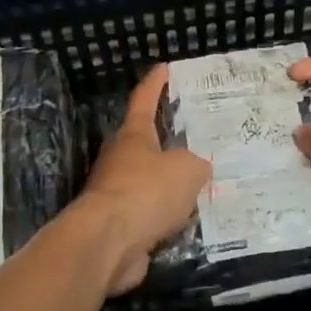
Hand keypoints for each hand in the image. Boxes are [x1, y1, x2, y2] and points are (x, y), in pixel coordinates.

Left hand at [77, 64, 211, 294]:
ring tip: (203, 184)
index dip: (156, 83)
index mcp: (134, 135)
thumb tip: (197, 169)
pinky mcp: (120, 224)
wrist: (107, 243)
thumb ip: (197, 164)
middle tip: (200, 138)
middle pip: (147, 143)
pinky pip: (150, 213)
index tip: (165, 68)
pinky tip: (190, 220)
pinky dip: (167, 215)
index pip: (144, 99)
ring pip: (150, 181)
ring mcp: (117, 192)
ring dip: (171, 183)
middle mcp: (121, 159)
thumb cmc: (146, 191)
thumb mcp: (186, 170)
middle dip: (170, 140)